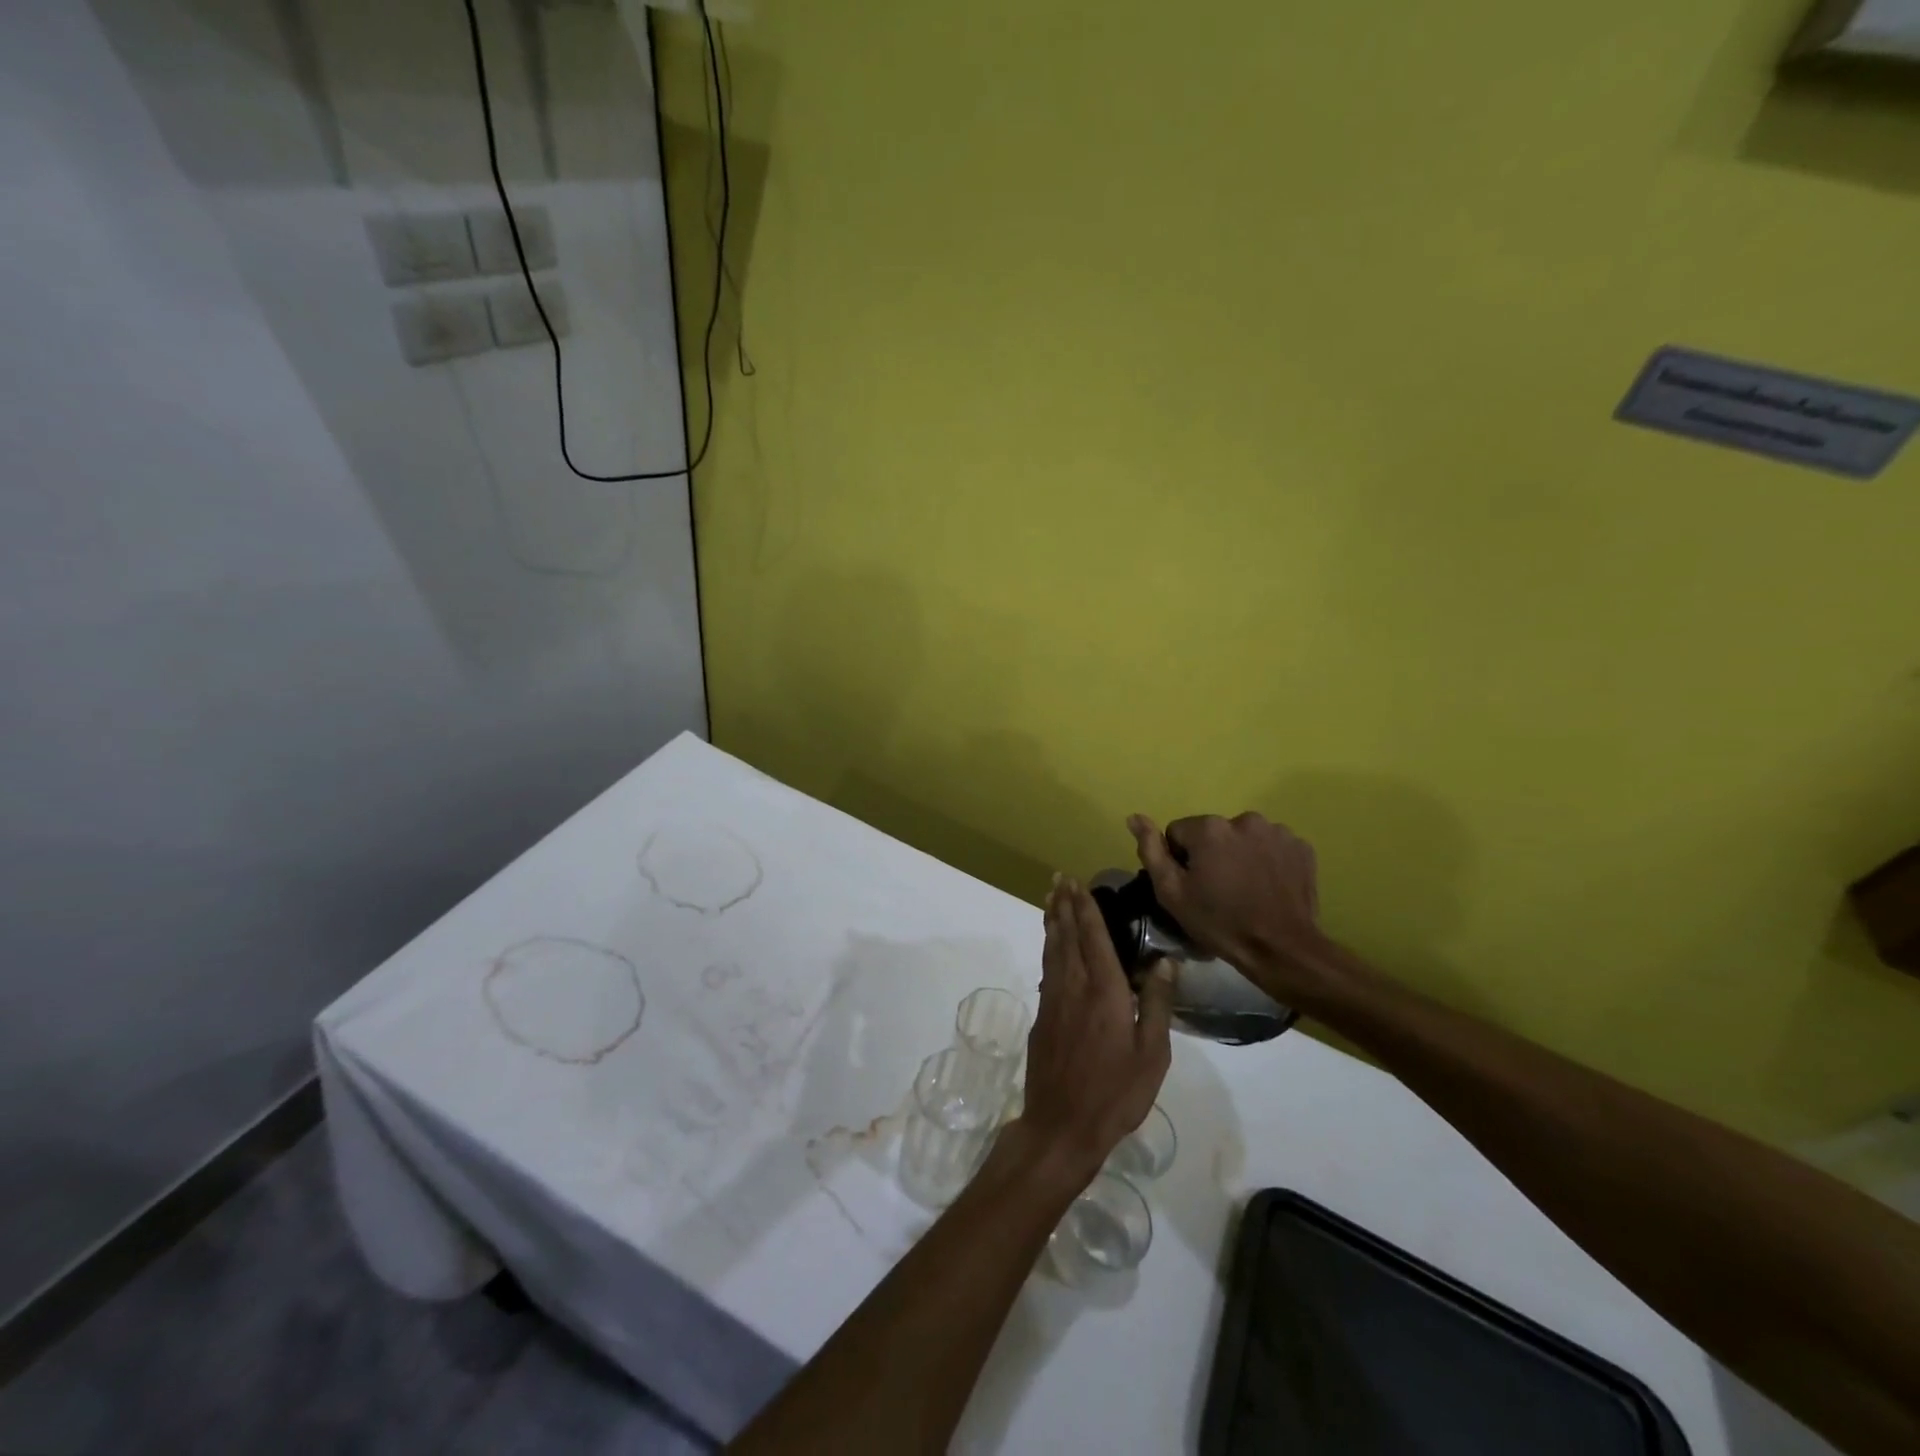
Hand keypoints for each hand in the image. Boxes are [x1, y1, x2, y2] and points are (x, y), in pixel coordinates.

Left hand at [1017, 876, 1174, 1178]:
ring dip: (1052, 921)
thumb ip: (1157, 1003)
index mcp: (1104, 991)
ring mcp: (1053, 1000)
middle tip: (1059, 878)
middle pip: (1067, 936)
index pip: (1094, 938)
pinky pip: (1046, 970)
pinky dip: (1048, 949)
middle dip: (1064, 905)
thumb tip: (1164, 961)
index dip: (1086, 908)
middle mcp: (1074, 986)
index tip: (1078, 883)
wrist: (1062, 1125)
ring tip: (1051, 899)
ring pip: (1052, 950)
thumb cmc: (1116, 1093)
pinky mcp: (1042, 1016)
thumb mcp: (1152, 1054)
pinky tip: (1051, 946)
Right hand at [1127, 812, 1343, 1004]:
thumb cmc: (1220, 923)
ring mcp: (1277, 831)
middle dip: (1211, 855)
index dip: (1180, 860)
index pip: (1178, 832)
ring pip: (1243, 838)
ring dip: (1239, 855)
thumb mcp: (1172, 893)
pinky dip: (1267, 860)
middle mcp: (1243, 819)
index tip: (1192, 886)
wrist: (1282, 950)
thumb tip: (1134, 817)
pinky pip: (1271, 846)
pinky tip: (1267, 886)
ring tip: (1246, 889)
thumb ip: (1151, 850)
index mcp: (1209, 828)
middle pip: (1213, 833)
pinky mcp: (1301, 846)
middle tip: (1219, 891)